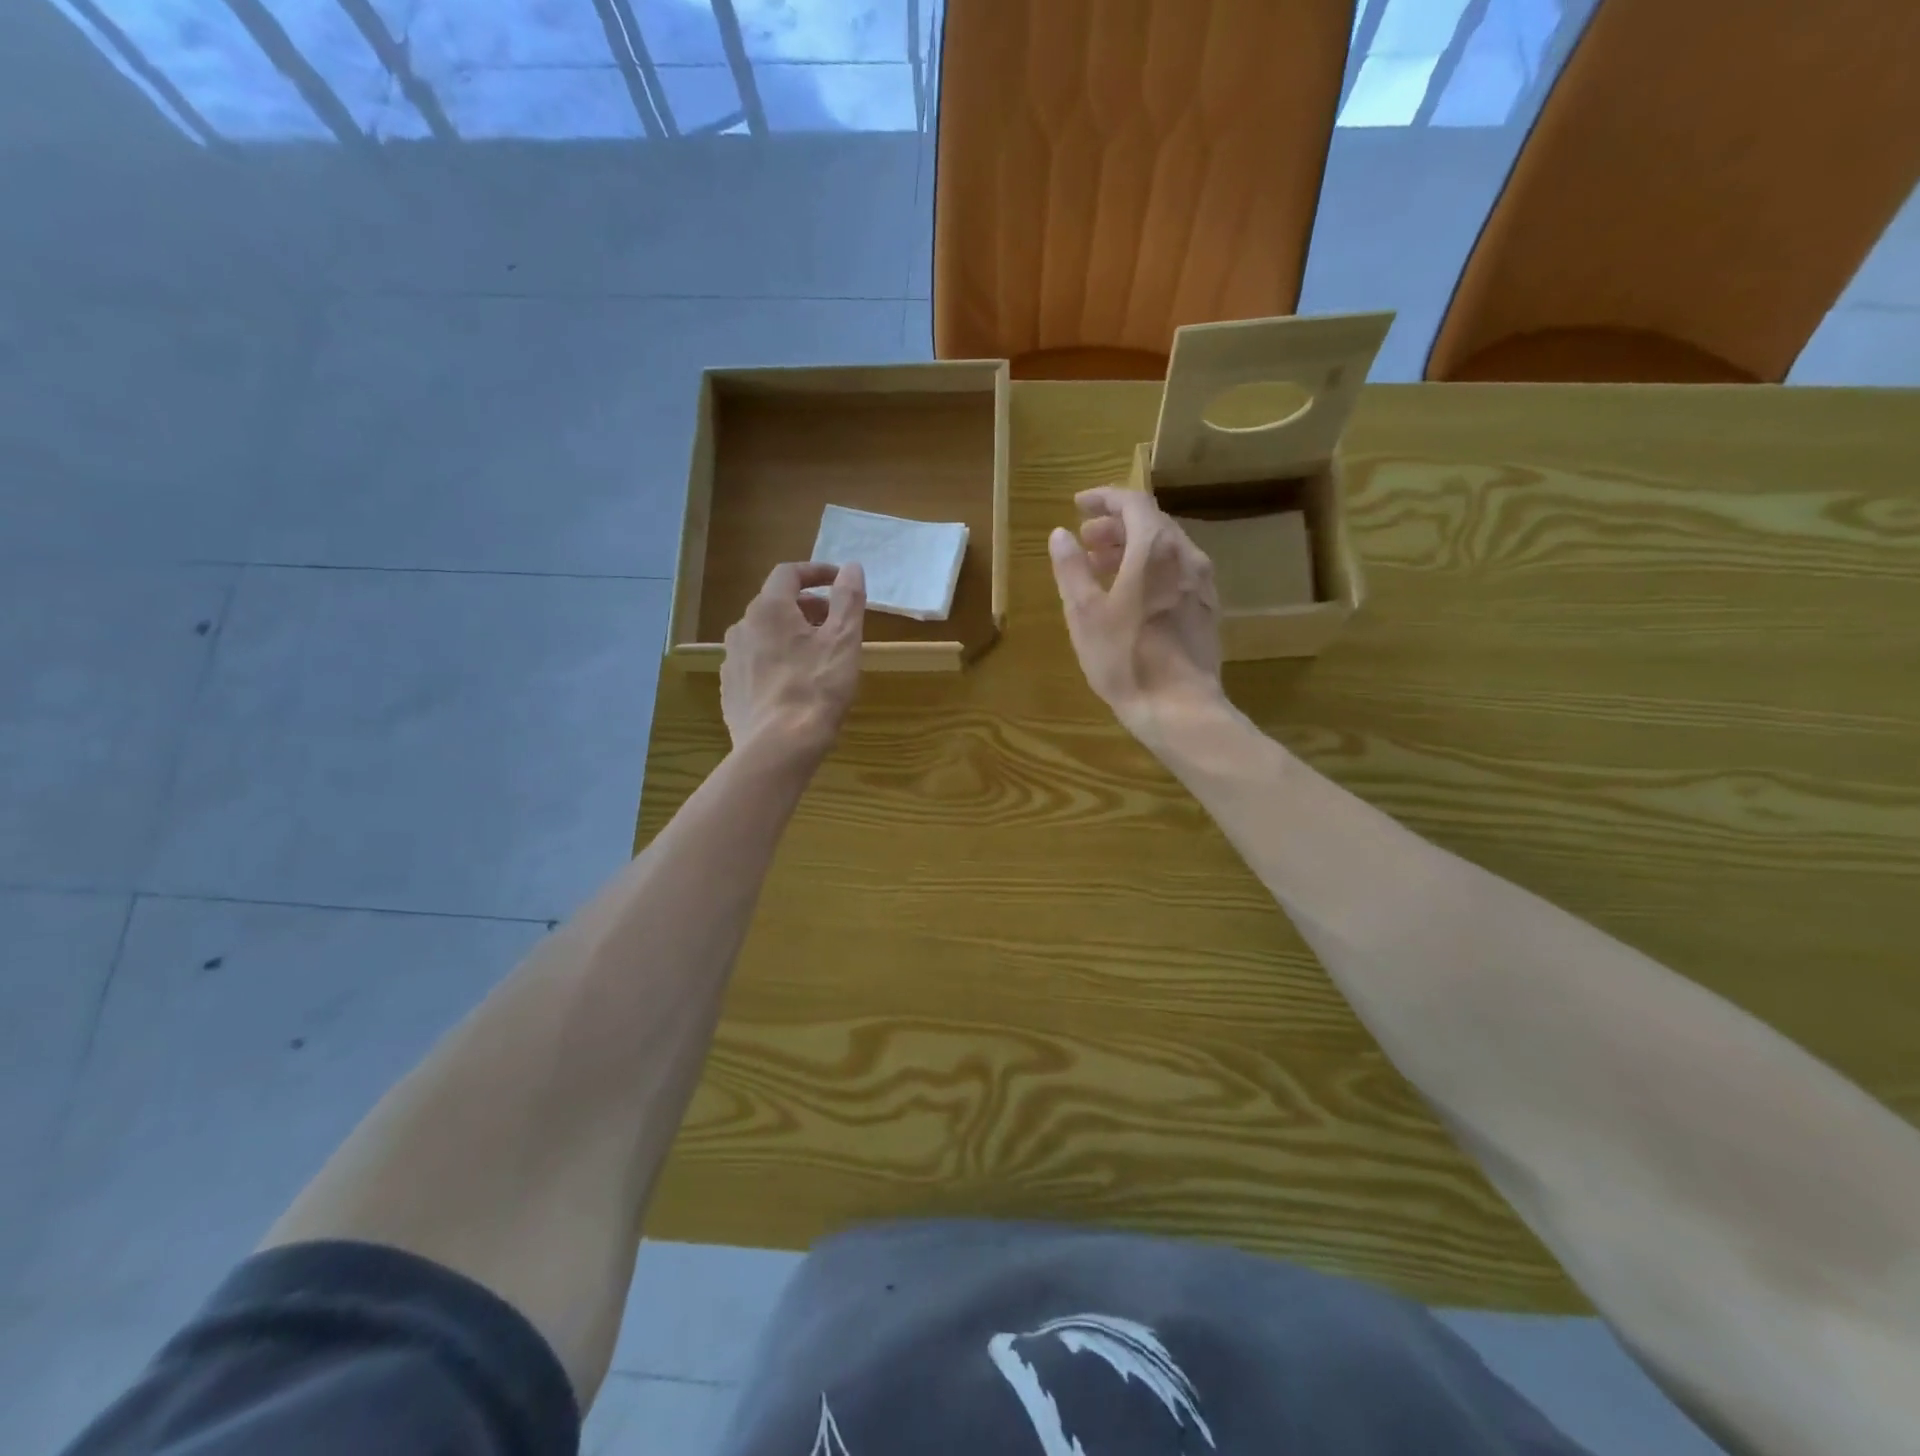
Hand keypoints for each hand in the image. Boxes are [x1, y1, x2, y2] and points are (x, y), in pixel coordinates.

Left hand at [722, 561, 866, 761]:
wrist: (777, 748)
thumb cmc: (816, 689)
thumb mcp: (843, 641)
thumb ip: (848, 599)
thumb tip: (852, 567)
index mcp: (769, 609)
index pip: (789, 573)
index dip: (816, 572)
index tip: (839, 580)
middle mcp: (742, 627)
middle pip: (775, 604)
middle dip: (807, 607)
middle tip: (834, 624)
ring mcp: (731, 660)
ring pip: (763, 635)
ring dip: (790, 635)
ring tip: (816, 657)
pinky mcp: (730, 689)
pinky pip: (755, 663)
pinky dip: (776, 661)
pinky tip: (794, 685)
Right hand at [1048, 486, 1223, 739]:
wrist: (1180, 707)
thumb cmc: (1125, 658)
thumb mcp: (1085, 613)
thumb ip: (1071, 568)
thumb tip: (1060, 535)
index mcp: (1155, 548)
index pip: (1132, 502)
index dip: (1104, 499)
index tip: (1078, 506)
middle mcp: (1186, 556)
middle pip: (1151, 523)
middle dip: (1115, 526)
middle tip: (1085, 541)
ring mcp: (1201, 584)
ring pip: (1166, 549)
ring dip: (1132, 549)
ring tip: (1102, 568)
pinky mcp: (1206, 609)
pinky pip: (1176, 573)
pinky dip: (1151, 570)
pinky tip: (1132, 596)